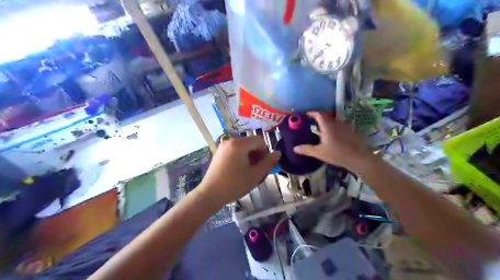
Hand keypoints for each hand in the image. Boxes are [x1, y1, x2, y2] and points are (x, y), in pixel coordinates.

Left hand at [198, 136, 278, 205]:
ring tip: (247, 171)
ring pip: (243, 147)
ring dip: (249, 156)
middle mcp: (230, 141)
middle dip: (257, 154)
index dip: (265, 152)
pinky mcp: (218, 152)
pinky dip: (240, 157)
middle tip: (256, 170)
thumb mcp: (255, 175)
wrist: (210, 194)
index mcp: (239, 144)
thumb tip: (278, 153)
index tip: (263, 165)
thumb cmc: (235, 184)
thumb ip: (268, 162)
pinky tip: (238, 170)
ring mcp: (223, 146)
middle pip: (250, 143)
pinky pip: (234, 150)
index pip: (259, 141)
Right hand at [293, 112, 374, 172]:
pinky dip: (333, 129)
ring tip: (320, 130)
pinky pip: (339, 127)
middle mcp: (336, 123)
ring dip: (326, 124)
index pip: (318, 114)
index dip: (311, 113)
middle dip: (318, 118)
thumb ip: (307, 149)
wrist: (359, 158)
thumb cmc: (337, 154)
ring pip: (333, 122)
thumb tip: (294, 148)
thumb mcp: (319, 153)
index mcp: (327, 126)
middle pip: (326, 117)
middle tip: (310, 123)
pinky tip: (332, 137)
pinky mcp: (351, 131)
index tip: (305, 114)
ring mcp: (345, 126)